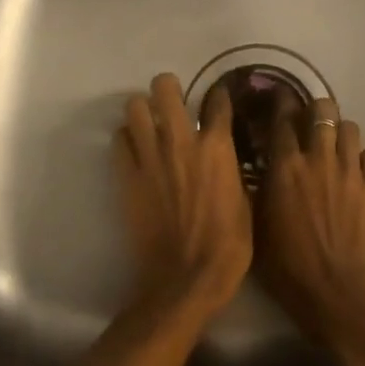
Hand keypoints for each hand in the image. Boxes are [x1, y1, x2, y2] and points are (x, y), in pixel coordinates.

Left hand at [113, 73, 252, 320]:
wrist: (187, 278)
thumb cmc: (229, 245)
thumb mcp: (245, 201)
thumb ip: (232, 170)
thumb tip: (226, 158)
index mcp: (217, 147)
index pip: (217, 101)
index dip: (219, 95)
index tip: (218, 98)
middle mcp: (181, 141)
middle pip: (165, 88)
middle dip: (169, 87)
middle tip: (173, 100)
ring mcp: (150, 157)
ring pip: (134, 107)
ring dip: (142, 110)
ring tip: (149, 122)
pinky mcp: (127, 177)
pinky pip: (118, 141)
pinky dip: (126, 139)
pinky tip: (135, 149)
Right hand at [256, 94, 364, 349]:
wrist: (336, 294)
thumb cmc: (286, 266)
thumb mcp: (255, 226)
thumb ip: (254, 189)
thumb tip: (253, 166)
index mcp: (285, 166)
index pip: (282, 116)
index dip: (279, 101)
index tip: (277, 97)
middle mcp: (318, 158)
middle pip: (322, 109)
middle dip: (314, 109)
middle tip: (308, 121)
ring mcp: (350, 171)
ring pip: (349, 127)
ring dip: (339, 131)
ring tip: (333, 145)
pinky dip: (360, 158)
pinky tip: (354, 172)